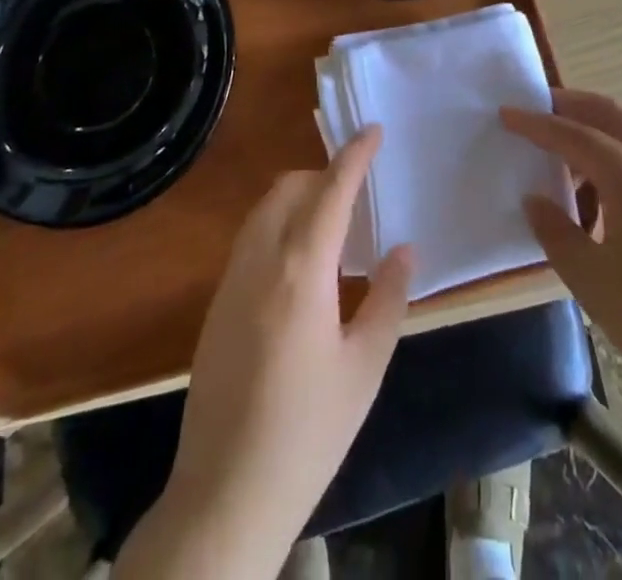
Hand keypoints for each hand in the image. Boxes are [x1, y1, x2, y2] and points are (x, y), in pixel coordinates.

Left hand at [120, 127, 412, 579]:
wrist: (226, 492)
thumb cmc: (309, 431)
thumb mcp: (365, 367)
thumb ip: (388, 298)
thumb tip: (404, 248)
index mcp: (302, 271)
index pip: (331, 190)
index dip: (354, 155)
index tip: (372, 129)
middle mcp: (261, 260)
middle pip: (290, 188)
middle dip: (324, 175)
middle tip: (358, 195)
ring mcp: (231, 279)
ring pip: (265, 209)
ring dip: (298, 198)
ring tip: (334, 227)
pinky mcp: (216, 302)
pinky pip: (251, 238)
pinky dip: (279, 226)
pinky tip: (302, 267)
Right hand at [500, 90, 621, 419]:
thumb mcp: (592, 281)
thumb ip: (556, 231)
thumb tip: (536, 199)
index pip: (572, 134)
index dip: (535, 123)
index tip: (505, 113)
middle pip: (609, 115)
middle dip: (570, 107)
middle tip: (535, 111)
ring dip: (596, 138)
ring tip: (565, 170)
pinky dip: (621, 163)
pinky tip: (607, 206)